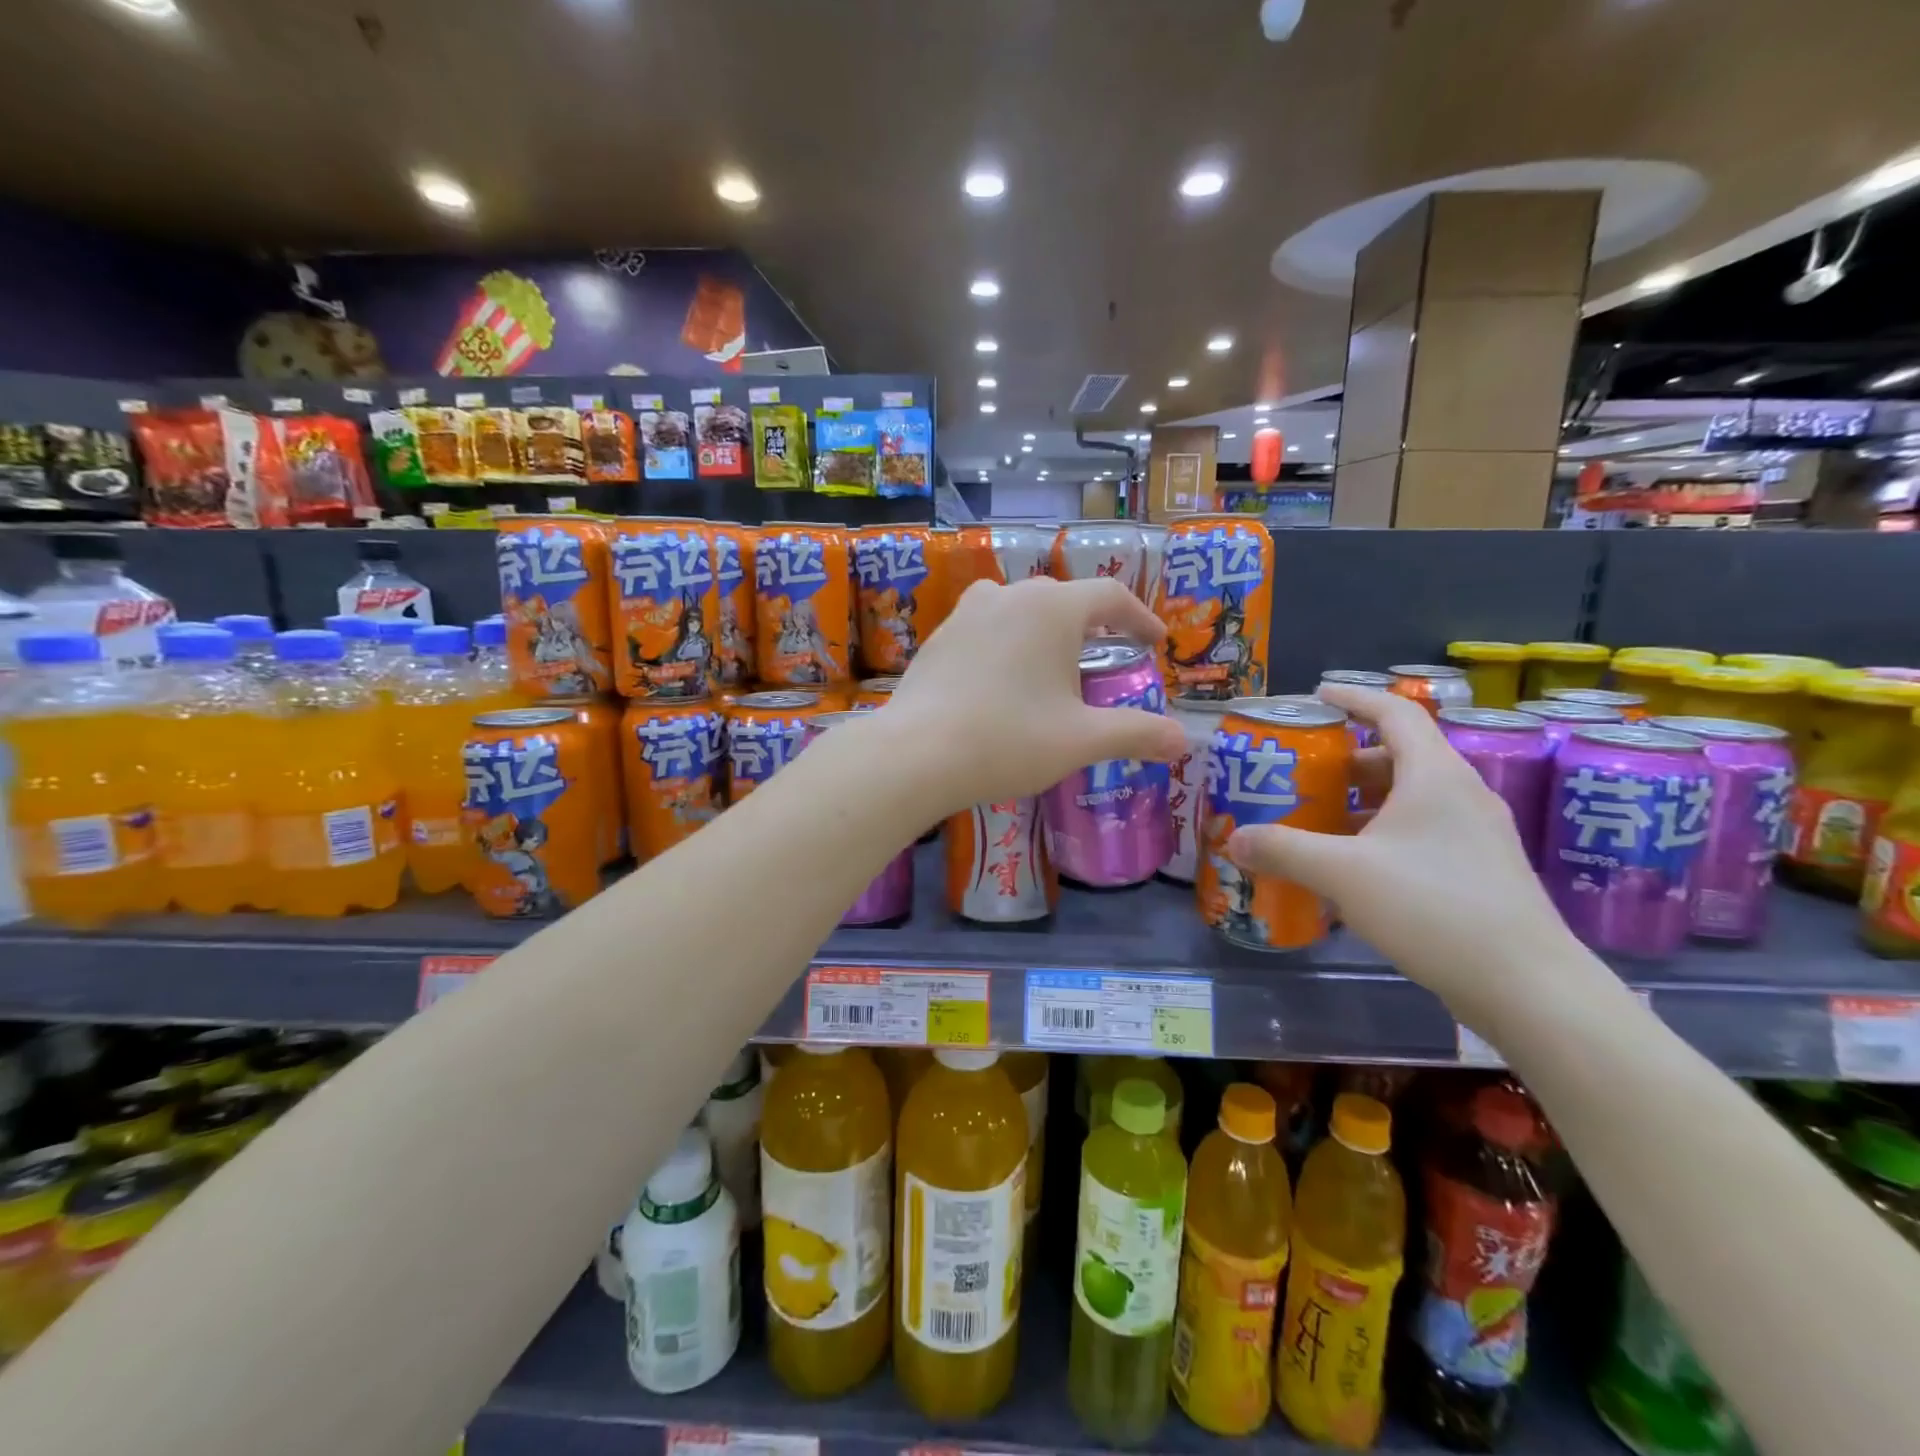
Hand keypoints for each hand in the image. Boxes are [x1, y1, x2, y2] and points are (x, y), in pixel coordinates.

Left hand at [883, 576, 1186, 814]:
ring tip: (1053, 663)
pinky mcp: (938, 639)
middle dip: (1092, 625)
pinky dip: (1007, 643)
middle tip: (1107, 658)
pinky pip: (985, 628)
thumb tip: (1182, 741)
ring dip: (1044, 629)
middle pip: (1063, 598)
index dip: (1140, 617)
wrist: (915, 755)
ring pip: (1019, 608)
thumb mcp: (1081, 740)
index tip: (1155, 643)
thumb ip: (1136, 733)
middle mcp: (1008, 597)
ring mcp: (966, 614)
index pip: (1110, 596)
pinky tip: (1002, 680)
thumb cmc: (1008, 740)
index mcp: (1051, 608)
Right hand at [1225, 685, 1584, 1029]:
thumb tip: (1233, 839)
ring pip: (1413, 797)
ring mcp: (1478, 834)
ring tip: (1321, 819)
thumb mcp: (1343, 874)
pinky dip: (1384, 832)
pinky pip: (1424, 831)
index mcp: (1435, 776)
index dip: (1355, 697)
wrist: (1528, 986)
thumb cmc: (1434, 908)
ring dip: (1365, 800)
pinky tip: (1356, 867)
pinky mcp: (1482, 870)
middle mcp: (1462, 794)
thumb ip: (1283, 850)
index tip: (1318, 695)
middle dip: (1349, 758)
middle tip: (1305, 772)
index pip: (1395, 713)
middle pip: (1401, 755)